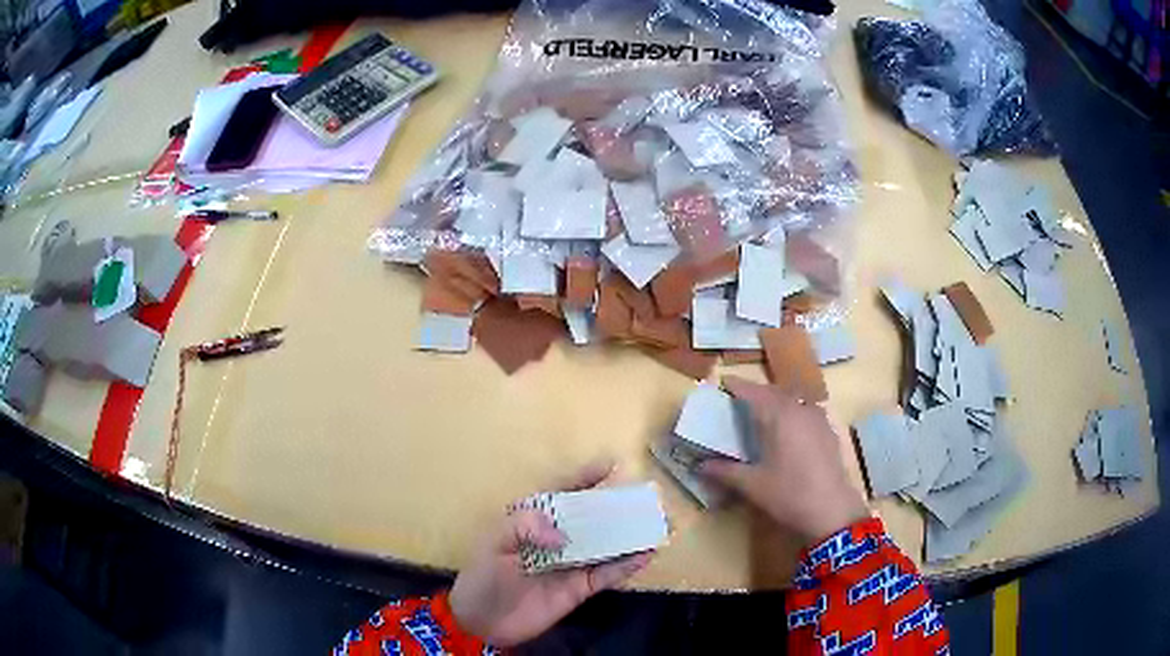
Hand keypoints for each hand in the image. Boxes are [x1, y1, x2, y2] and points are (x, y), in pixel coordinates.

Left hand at [449, 460, 652, 647]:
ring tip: (656, 525)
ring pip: (605, 546)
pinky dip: (626, 565)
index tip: (611, 464)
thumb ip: (523, 528)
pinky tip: (645, 555)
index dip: (584, 477)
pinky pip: (607, 575)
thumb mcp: (493, 544)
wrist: (481, 622)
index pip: (560, 493)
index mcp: (532, 522)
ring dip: (629, 536)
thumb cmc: (482, 577)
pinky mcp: (579, 589)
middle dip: (616, 507)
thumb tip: (562, 535)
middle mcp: (556, 540)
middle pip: (590, 518)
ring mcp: (570, 565)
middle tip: (645, 498)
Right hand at [699, 376, 869, 545]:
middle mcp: (799, 408)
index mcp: (778, 415)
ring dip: (776, 402)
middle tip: (737, 401)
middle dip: (755, 393)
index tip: (721, 382)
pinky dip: (792, 413)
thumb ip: (724, 471)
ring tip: (762, 415)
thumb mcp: (752, 485)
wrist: (832, 510)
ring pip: (792, 400)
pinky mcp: (828, 431)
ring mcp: (817, 418)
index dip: (735, 385)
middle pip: (773, 392)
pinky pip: (805, 412)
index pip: (752, 391)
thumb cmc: (789, 493)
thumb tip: (699, 465)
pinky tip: (788, 432)